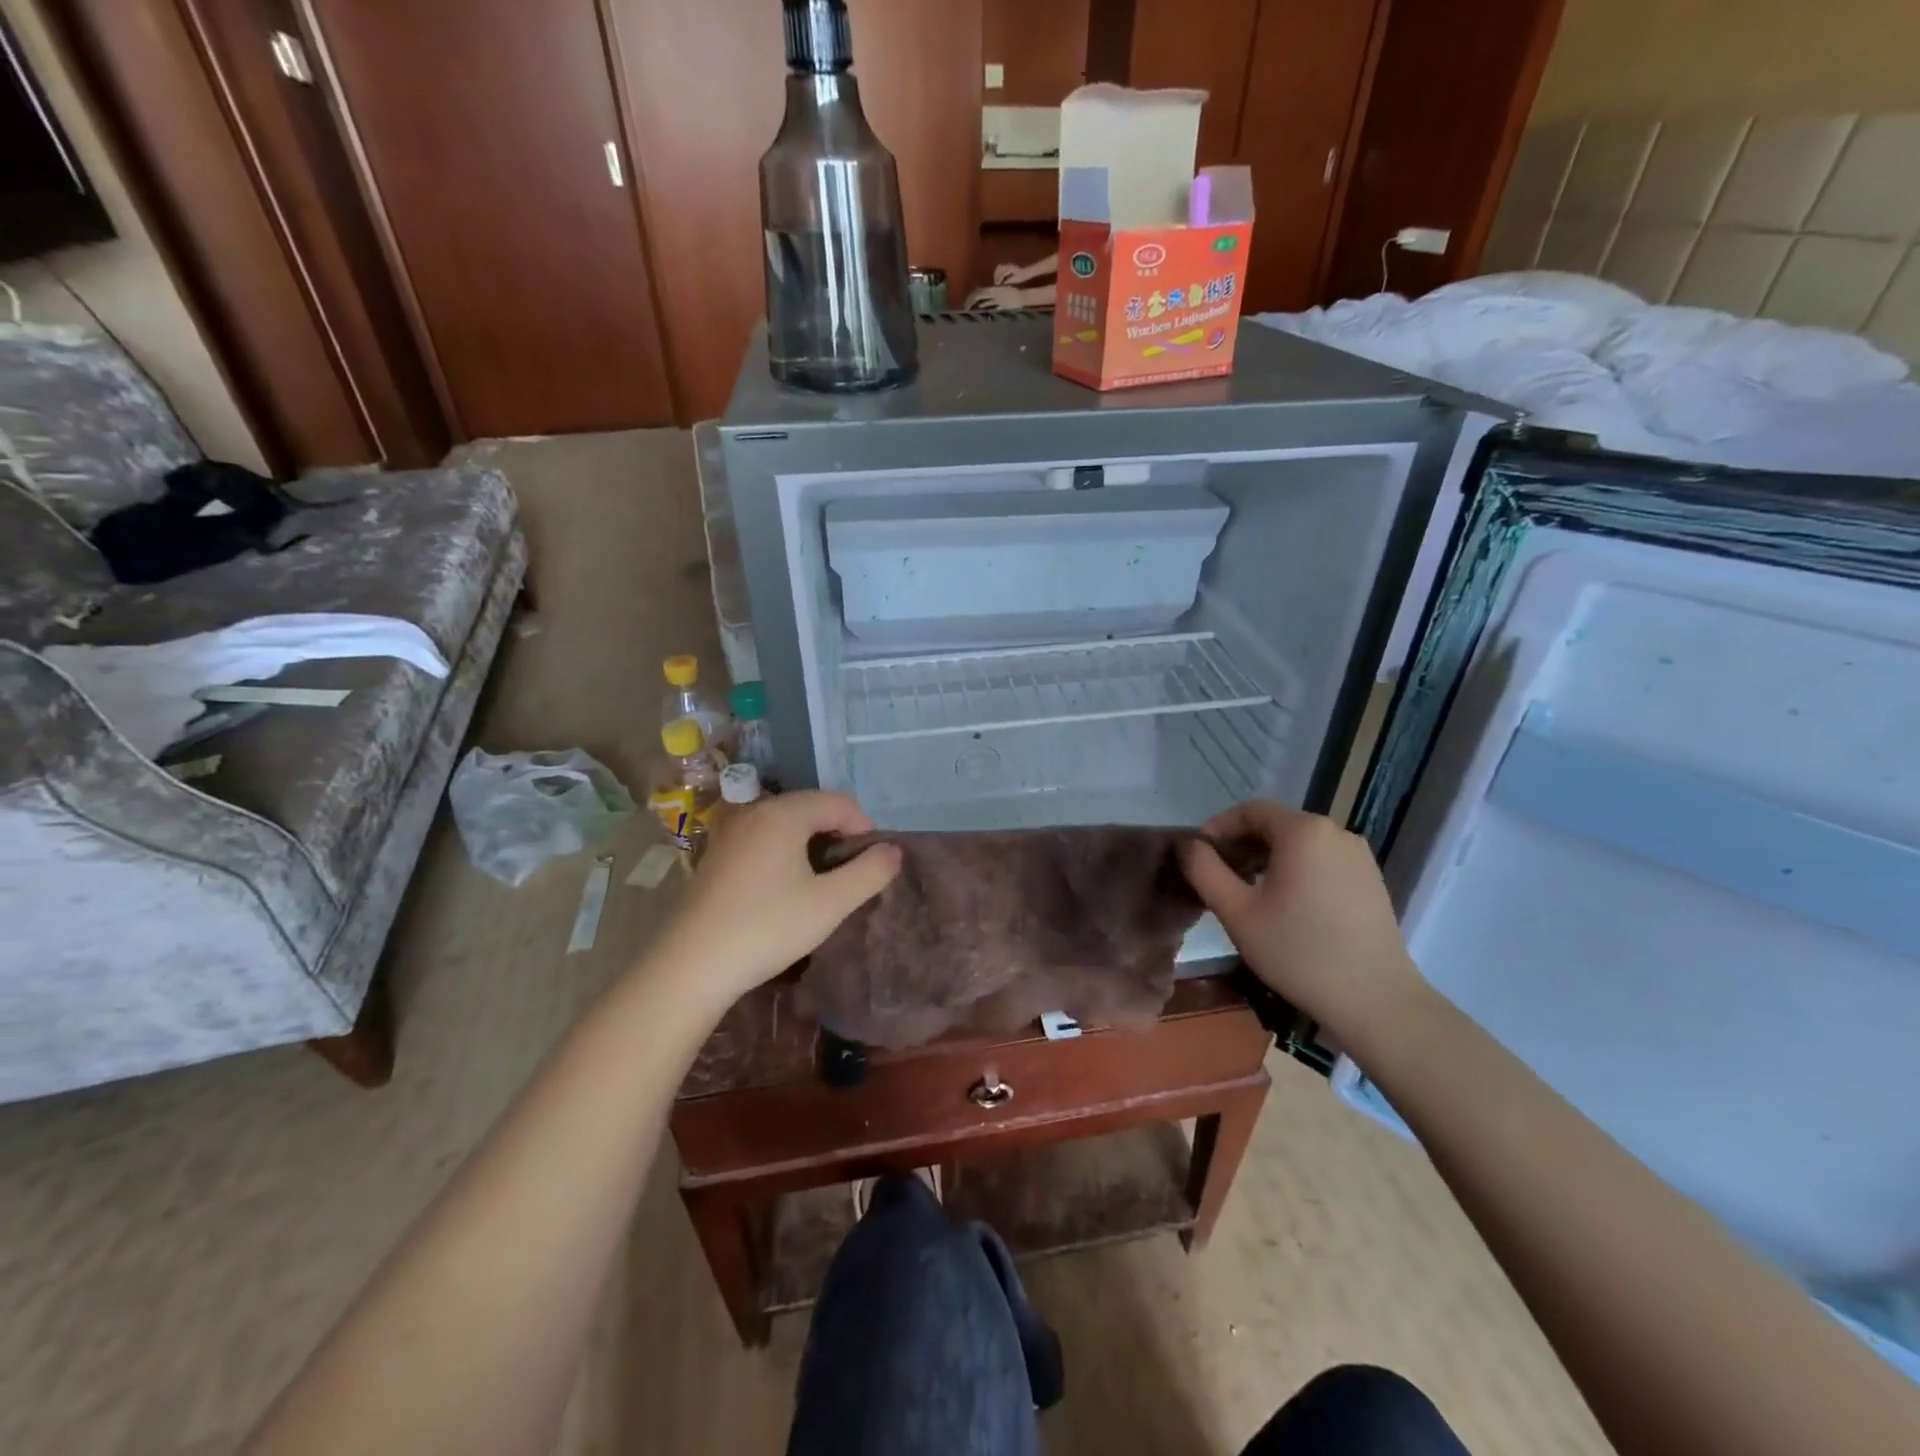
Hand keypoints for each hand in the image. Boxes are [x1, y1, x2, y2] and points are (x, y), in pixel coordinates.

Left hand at [650, 792, 900, 1006]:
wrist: (691, 965)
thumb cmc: (767, 927)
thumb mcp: (830, 903)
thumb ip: (869, 872)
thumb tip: (893, 851)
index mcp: (783, 813)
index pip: (839, 802)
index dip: (864, 828)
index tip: (871, 865)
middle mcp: (754, 811)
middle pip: (811, 808)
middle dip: (838, 835)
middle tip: (849, 876)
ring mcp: (730, 832)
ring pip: (786, 825)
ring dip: (811, 846)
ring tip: (821, 885)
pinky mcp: (716, 856)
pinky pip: (763, 840)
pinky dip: (784, 854)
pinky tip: (784, 890)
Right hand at [1181, 801, 1419, 1032]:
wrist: (1375, 999)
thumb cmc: (1298, 951)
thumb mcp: (1237, 911)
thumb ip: (1204, 870)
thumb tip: (1189, 845)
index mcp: (1303, 830)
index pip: (1250, 810)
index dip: (1218, 828)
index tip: (1199, 857)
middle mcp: (1335, 832)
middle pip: (1276, 825)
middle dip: (1242, 845)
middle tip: (1219, 878)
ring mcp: (1359, 856)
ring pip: (1300, 845)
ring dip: (1268, 859)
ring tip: (1249, 894)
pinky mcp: (1371, 881)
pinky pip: (1323, 861)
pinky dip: (1296, 872)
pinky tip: (1287, 906)